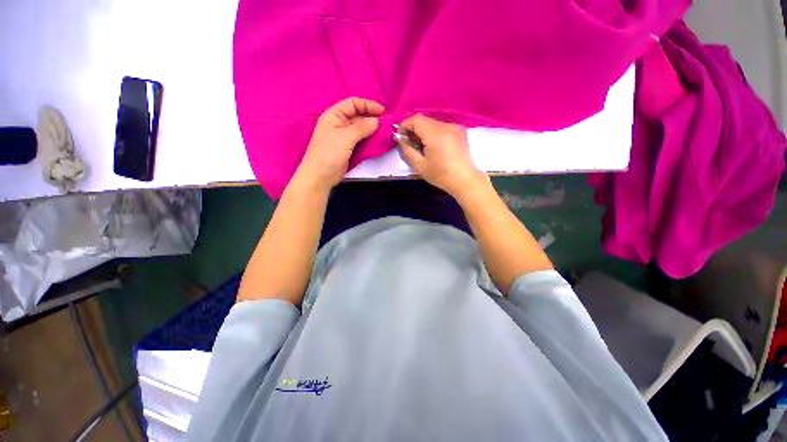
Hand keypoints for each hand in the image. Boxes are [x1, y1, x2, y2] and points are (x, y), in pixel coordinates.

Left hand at [295, 97, 384, 190]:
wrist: (320, 177)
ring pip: (360, 129)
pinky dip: (369, 139)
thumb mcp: (345, 138)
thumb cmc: (329, 154)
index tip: (382, 111)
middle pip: (357, 115)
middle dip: (371, 117)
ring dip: (371, 129)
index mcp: (334, 115)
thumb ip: (361, 128)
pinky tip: (377, 141)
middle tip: (386, 123)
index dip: (367, 105)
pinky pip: (360, 140)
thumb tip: (376, 121)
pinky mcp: (348, 148)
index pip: (352, 103)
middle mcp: (339, 124)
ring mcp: (343, 137)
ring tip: (384, 132)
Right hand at [397, 114, 488, 198]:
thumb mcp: (419, 166)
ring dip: (424, 132)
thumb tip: (400, 139)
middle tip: (411, 144)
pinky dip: (434, 133)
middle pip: (424, 120)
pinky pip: (442, 127)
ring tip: (423, 147)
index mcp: (436, 134)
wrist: (464, 180)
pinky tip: (435, 146)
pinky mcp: (460, 131)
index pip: (416, 119)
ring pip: (433, 123)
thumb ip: (407, 150)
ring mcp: (455, 127)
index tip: (401, 137)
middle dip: (414, 129)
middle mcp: (446, 126)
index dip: (405, 125)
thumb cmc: (440, 175)